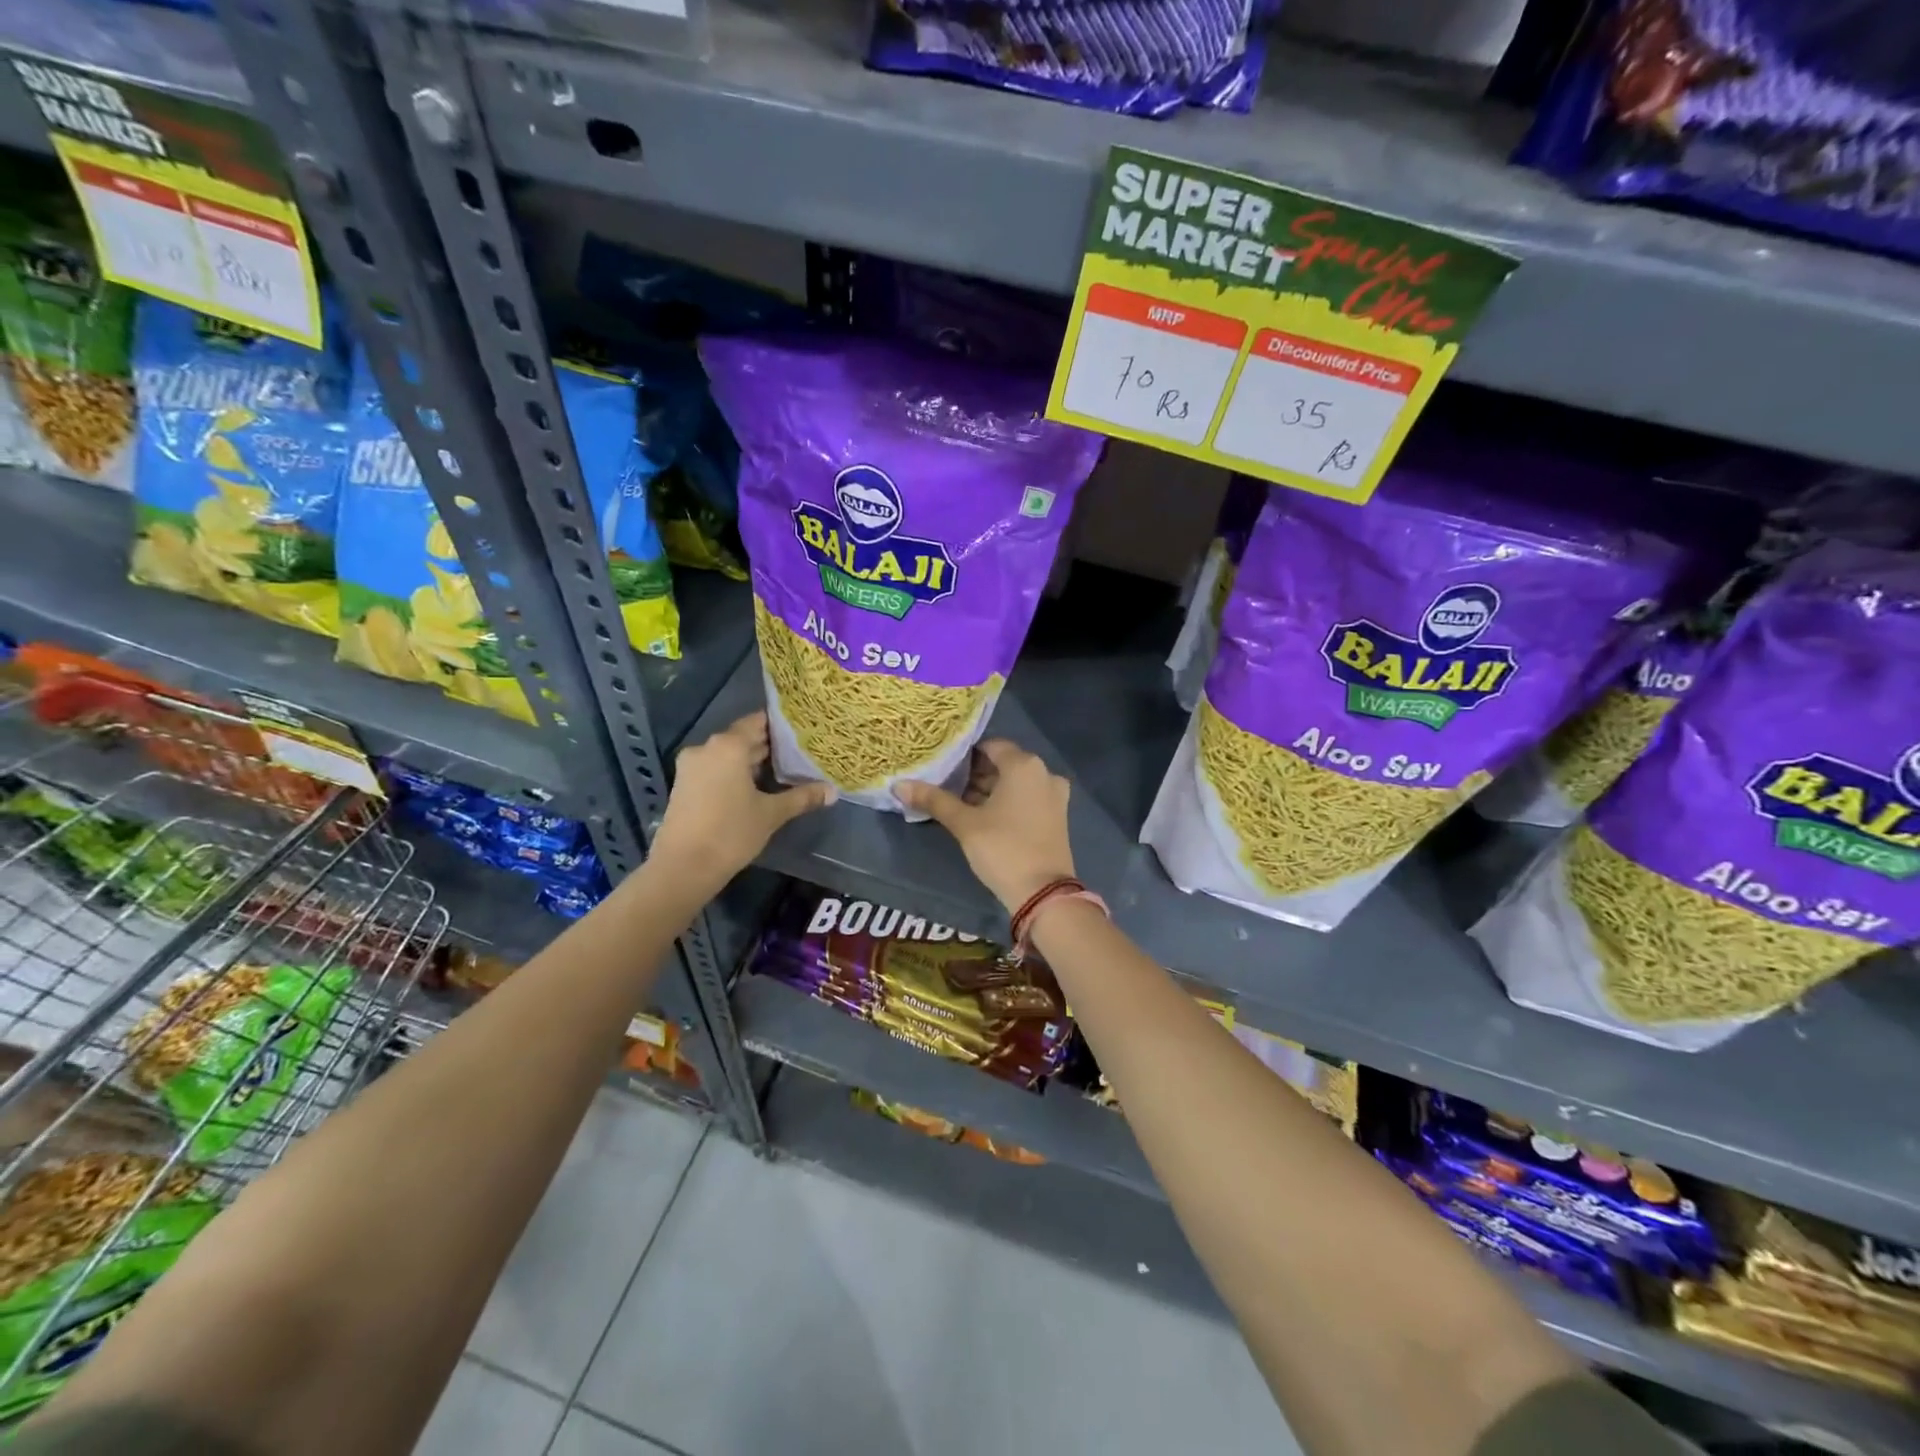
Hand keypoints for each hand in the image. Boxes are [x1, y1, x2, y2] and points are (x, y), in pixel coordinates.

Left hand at [654, 713, 833, 885]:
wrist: (683, 867)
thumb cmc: (731, 833)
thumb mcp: (771, 814)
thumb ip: (802, 797)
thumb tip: (833, 791)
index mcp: (729, 746)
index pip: (758, 722)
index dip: (780, 725)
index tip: (802, 730)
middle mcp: (707, 748)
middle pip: (742, 737)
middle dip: (768, 745)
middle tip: (799, 751)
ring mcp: (691, 767)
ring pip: (728, 755)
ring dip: (751, 761)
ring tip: (782, 769)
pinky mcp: (684, 785)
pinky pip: (715, 769)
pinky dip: (734, 773)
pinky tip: (755, 787)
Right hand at [897, 739, 1074, 911]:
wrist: (1042, 893)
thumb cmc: (1002, 848)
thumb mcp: (964, 824)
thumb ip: (934, 800)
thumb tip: (899, 784)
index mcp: (1025, 765)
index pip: (990, 746)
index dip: (964, 756)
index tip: (943, 769)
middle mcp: (1044, 773)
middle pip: (1003, 764)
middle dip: (975, 775)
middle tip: (946, 787)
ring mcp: (1054, 796)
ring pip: (1014, 783)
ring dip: (989, 790)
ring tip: (958, 804)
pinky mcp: (1057, 816)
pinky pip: (1026, 798)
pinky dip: (1006, 802)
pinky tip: (982, 817)